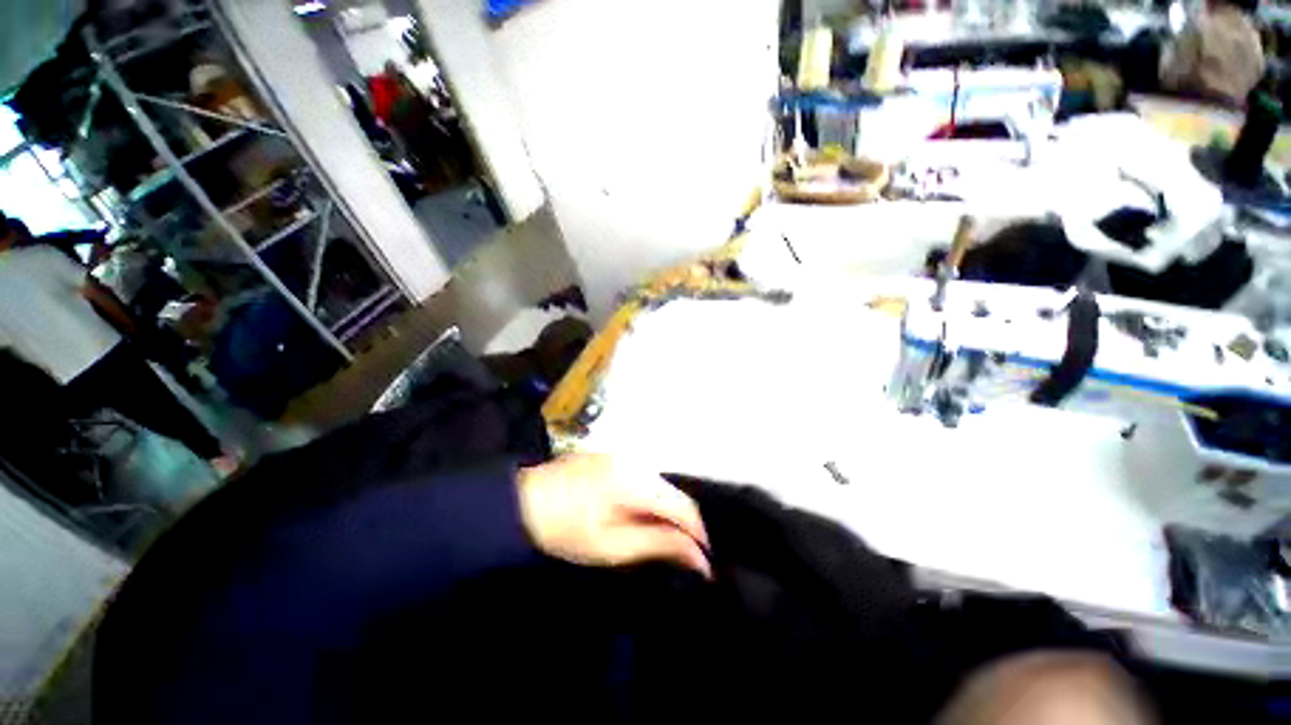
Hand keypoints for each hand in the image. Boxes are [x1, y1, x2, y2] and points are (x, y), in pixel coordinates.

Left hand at [517, 454, 710, 577]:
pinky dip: (647, 498)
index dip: (697, 534)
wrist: (523, 503)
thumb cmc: (564, 531)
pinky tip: (634, 514)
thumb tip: (698, 556)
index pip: (682, 506)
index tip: (702, 561)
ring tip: (653, 535)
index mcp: (634, 482)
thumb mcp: (612, 547)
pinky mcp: (612, 456)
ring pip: (659, 485)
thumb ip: (658, 545)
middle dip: (679, 523)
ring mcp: (622, 455)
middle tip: (675, 553)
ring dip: (663, 510)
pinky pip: (642, 477)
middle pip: (672, 493)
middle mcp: (634, 461)